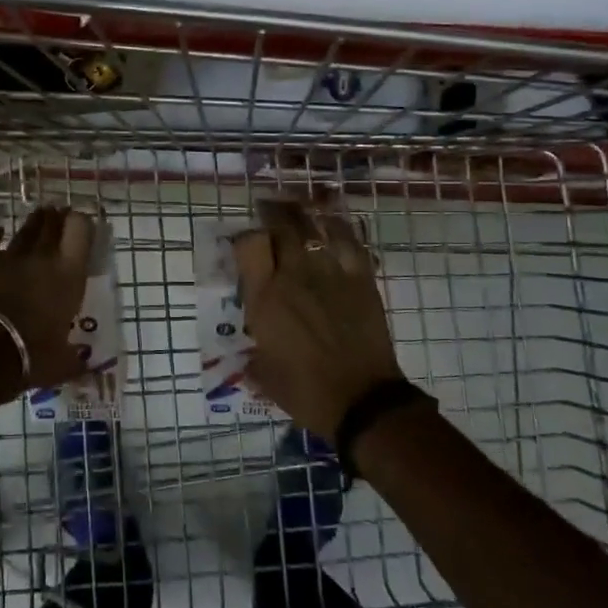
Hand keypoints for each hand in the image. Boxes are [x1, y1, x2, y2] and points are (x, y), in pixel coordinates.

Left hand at [0, 206, 95, 397]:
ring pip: (25, 229)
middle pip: (52, 224)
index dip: (82, 223)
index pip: (81, 231)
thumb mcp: (62, 362)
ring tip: (38, 216)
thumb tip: (85, 364)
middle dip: (57, 217)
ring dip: (33, 222)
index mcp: (69, 275)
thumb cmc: (31, 358)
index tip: (82, 225)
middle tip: (59, 214)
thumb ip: (75, 357)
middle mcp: (43, 257)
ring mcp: (9, 255)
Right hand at [231, 201, 411, 440]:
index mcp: (265, 298)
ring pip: (315, 227)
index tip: (246, 241)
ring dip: (304, 213)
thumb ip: (254, 358)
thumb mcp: (265, 376)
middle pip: (282, 226)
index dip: (245, 236)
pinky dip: (340, 226)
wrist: (363, 401)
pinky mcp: (361, 279)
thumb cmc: (307, 392)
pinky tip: (334, 221)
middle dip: (273, 211)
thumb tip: (251, 356)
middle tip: (269, 207)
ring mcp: (330, 274)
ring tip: (298, 207)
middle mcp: (294, 276)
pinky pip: (350, 241)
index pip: (249, 245)